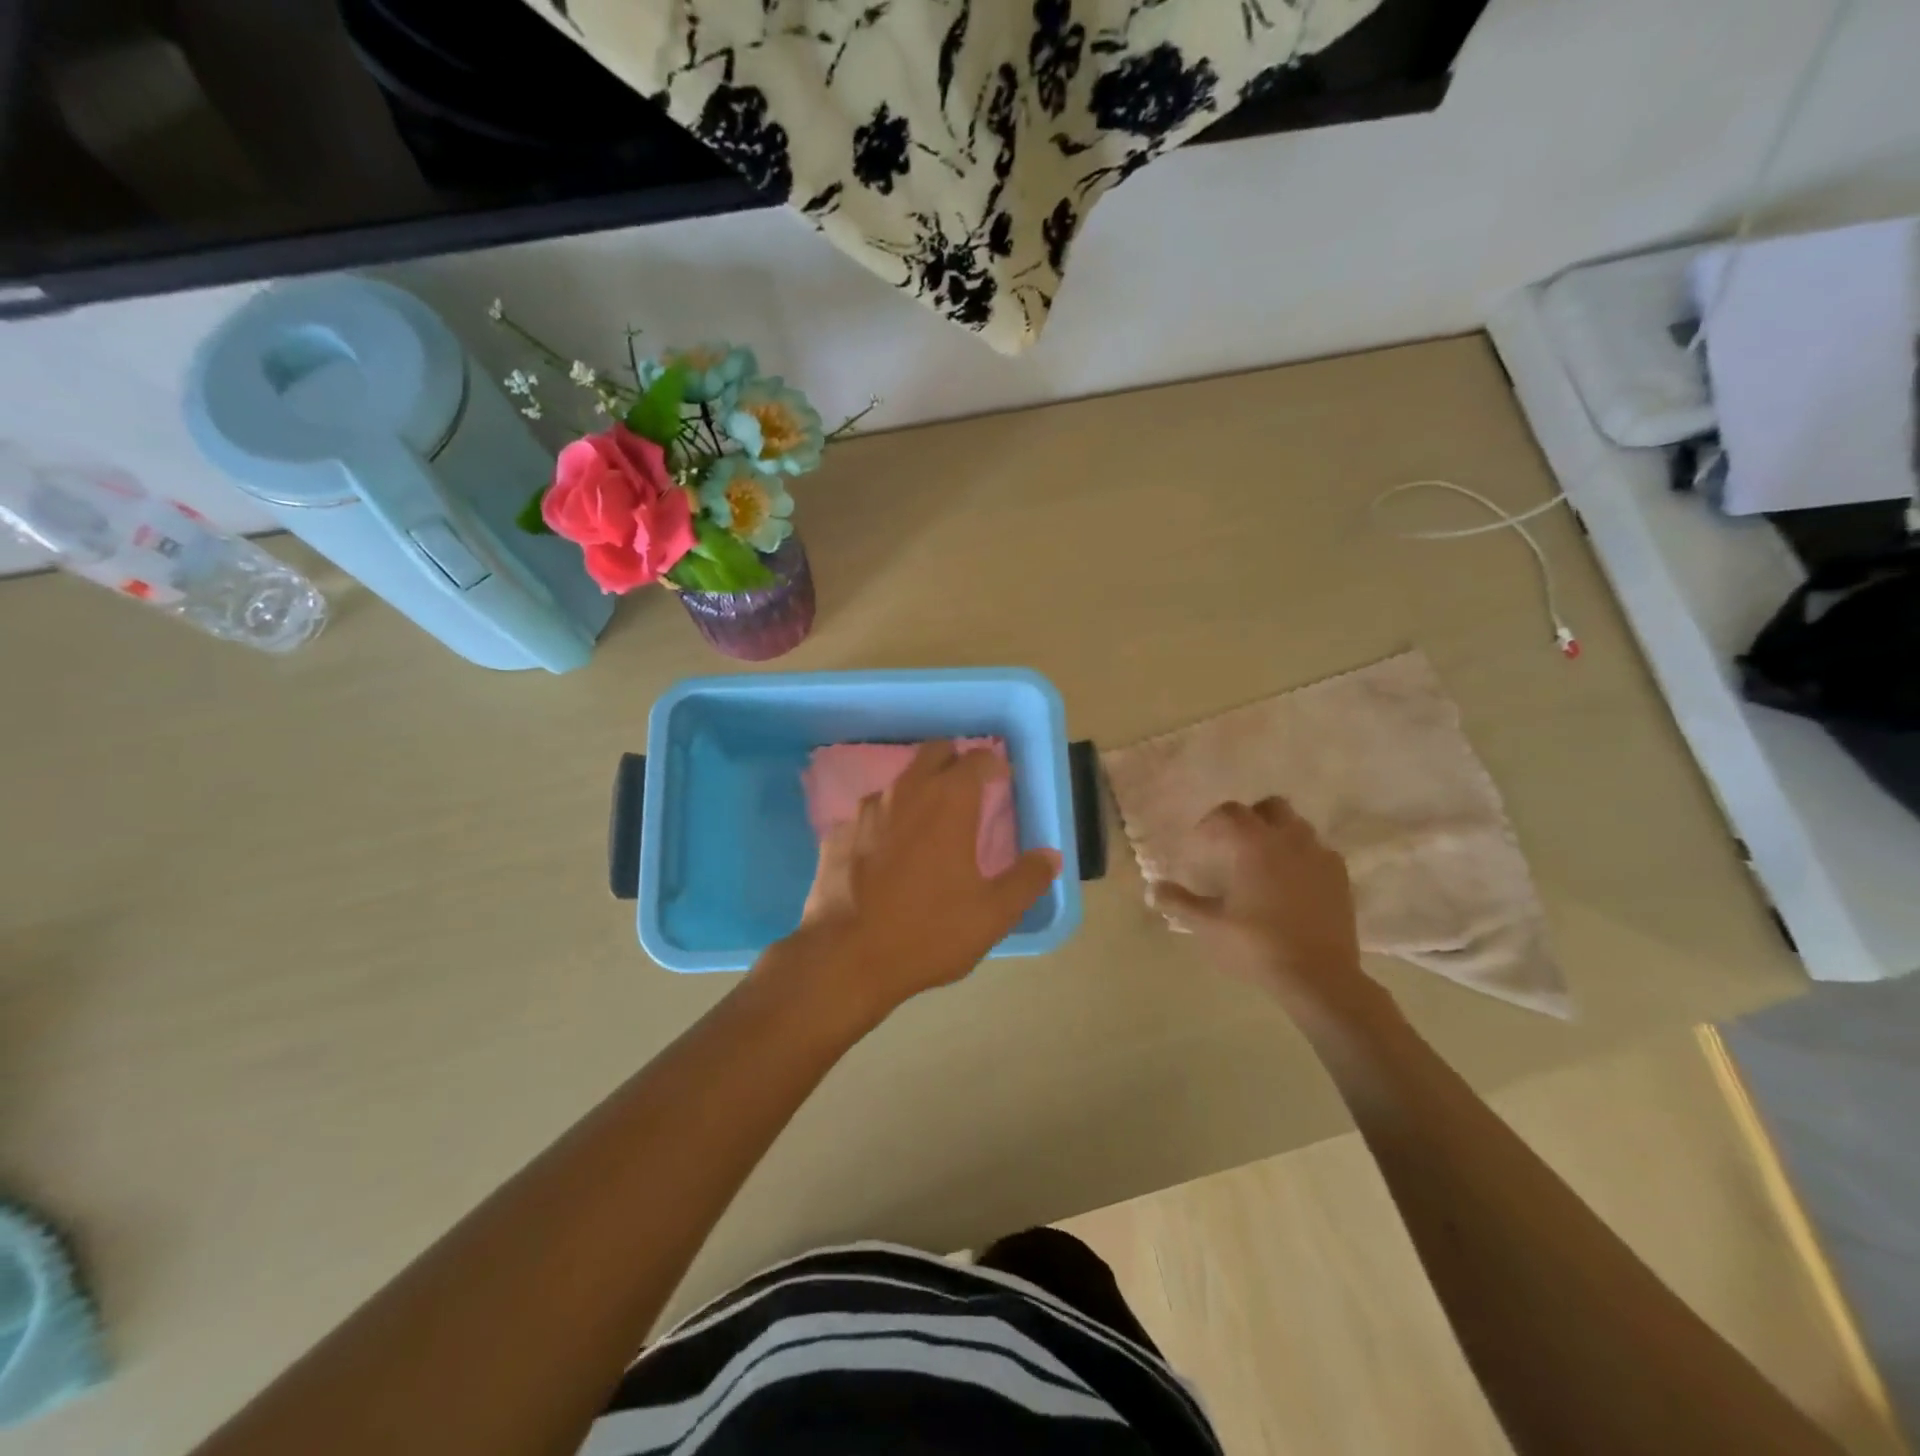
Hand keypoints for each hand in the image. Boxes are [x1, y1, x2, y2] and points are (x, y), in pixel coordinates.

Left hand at [777, 741, 1061, 1024]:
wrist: (846, 958)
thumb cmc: (929, 932)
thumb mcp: (993, 914)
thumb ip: (1026, 879)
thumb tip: (1050, 855)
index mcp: (949, 802)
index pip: (976, 760)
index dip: (993, 764)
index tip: (1002, 779)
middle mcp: (905, 793)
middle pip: (933, 753)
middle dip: (953, 761)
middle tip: (967, 788)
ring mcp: (864, 812)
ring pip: (898, 784)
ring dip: (917, 792)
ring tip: (927, 824)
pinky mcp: (836, 835)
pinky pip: (867, 817)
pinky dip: (883, 825)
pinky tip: (885, 856)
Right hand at [1150, 798, 1382, 1022]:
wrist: (1319, 977)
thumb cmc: (1257, 945)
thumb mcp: (1209, 926)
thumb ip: (1179, 903)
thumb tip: (1152, 890)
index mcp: (1254, 844)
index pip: (1230, 812)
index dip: (1211, 823)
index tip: (1201, 843)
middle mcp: (1289, 839)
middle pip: (1270, 807)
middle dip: (1251, 818)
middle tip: (1234, 845)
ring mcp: (1320, 856)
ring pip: (1297, 826)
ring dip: (1278, 835)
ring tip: (1264, 863)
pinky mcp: (1341, 877)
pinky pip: (1318, 852)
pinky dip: (1302, 857)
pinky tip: (1292, 884)